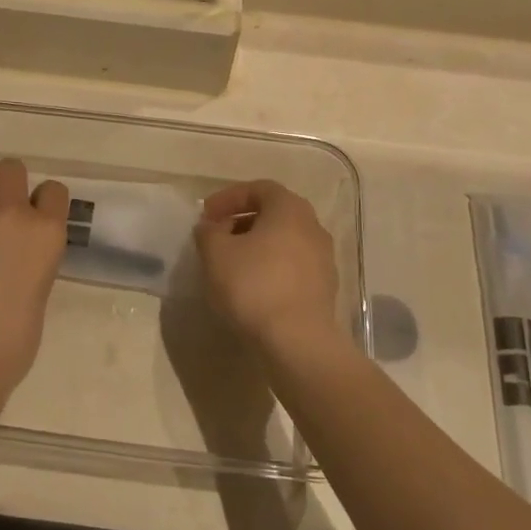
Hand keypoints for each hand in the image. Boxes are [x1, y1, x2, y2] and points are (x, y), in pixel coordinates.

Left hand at [0, 159, 69, 426]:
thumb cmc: (13, 340)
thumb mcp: (39, 290)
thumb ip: (31, 259)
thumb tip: (14, 257)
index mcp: (47, 231)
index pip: (52, 189)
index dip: (40, 200)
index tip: (32, 216)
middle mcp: (13, 213)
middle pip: (10, 168)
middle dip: (4, 184)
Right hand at [194, 181, 343, 359]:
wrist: (298, 341)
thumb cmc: (254, 285)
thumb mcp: (216, 253)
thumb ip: (208, 232)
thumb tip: (210, 227)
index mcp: (289, 208)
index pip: (258, 189)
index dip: (228, 198)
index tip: (206, 215)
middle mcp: (312, 226)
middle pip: (273, 213)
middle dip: (241, 222)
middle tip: (216, 237)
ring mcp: (323, 258)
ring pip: (283, 241)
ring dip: (256, 246)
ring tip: (230, 264)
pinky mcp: (324, 287)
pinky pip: (292, 266)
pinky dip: (270, 267)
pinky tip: (251, 288)